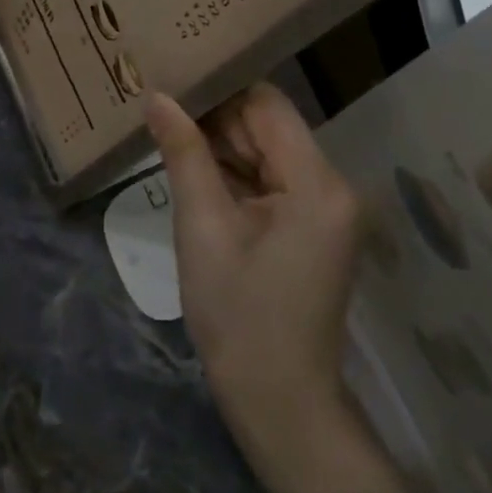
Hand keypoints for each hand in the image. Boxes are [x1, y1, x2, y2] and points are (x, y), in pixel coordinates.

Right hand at [145, 84, 361, 481]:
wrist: (280, 405)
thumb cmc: (238, 318)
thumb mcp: (203, 229)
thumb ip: (184, 155)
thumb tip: (158, 97)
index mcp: (317, 182)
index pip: (268, 105)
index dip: (221, 92)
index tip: (173, 86)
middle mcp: (333, 184)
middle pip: (270, 127)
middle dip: (218, 122)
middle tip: (163, 117)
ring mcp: (327, 208)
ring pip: (268, 152)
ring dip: (224, 150)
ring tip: (171, 141)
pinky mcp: (316, 226)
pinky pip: (273, 181)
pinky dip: (238, 176)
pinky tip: (198, 177)